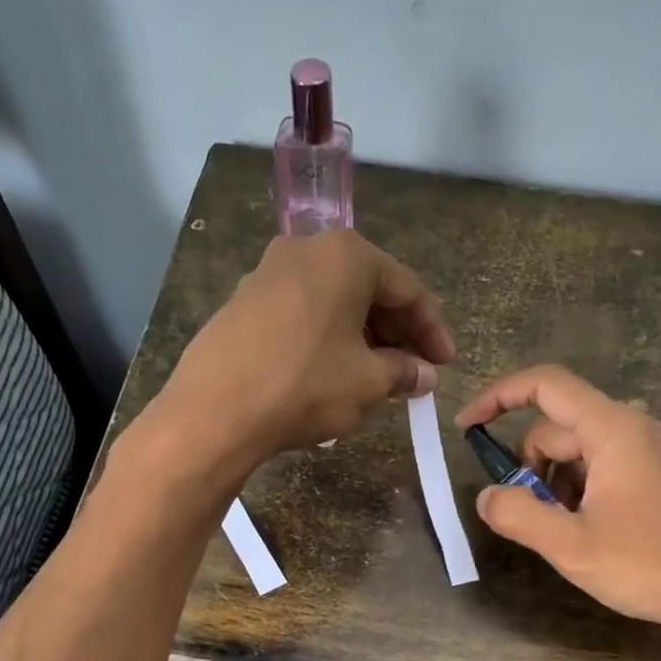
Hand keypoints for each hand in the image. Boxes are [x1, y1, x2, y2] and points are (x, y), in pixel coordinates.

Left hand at [153, 229, 453, 471]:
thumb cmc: (305, 386)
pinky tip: (331, 374)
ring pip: (332, 304)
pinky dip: (326, 340)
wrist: (215, 411)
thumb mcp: (368, 383)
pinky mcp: (242, 303)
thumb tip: (424, 374)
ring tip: (377, 378)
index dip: (432, 330)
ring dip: (362, 339)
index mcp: (346, 256)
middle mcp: (305, 250)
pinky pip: (302, 316)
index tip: (445, 365)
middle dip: (396, 334)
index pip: (407, 289)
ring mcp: (267, 274)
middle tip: (413, 372)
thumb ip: (404, 372)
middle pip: (368, 290)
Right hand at [457, 365, 660, 660]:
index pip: (545, 385)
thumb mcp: (572, 548)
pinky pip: (608, 467)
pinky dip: (583, 491)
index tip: (466, 428)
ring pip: (582, 451)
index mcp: (613, 430)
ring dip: (556, 484)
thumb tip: (487, 496)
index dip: (498, 397)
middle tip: (530, 520)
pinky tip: (595, 534)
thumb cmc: (654, 567)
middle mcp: (636, 428)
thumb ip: (518, 517)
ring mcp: (656, 451)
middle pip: (559, 427)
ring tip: (567, 534)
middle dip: (530, 468)